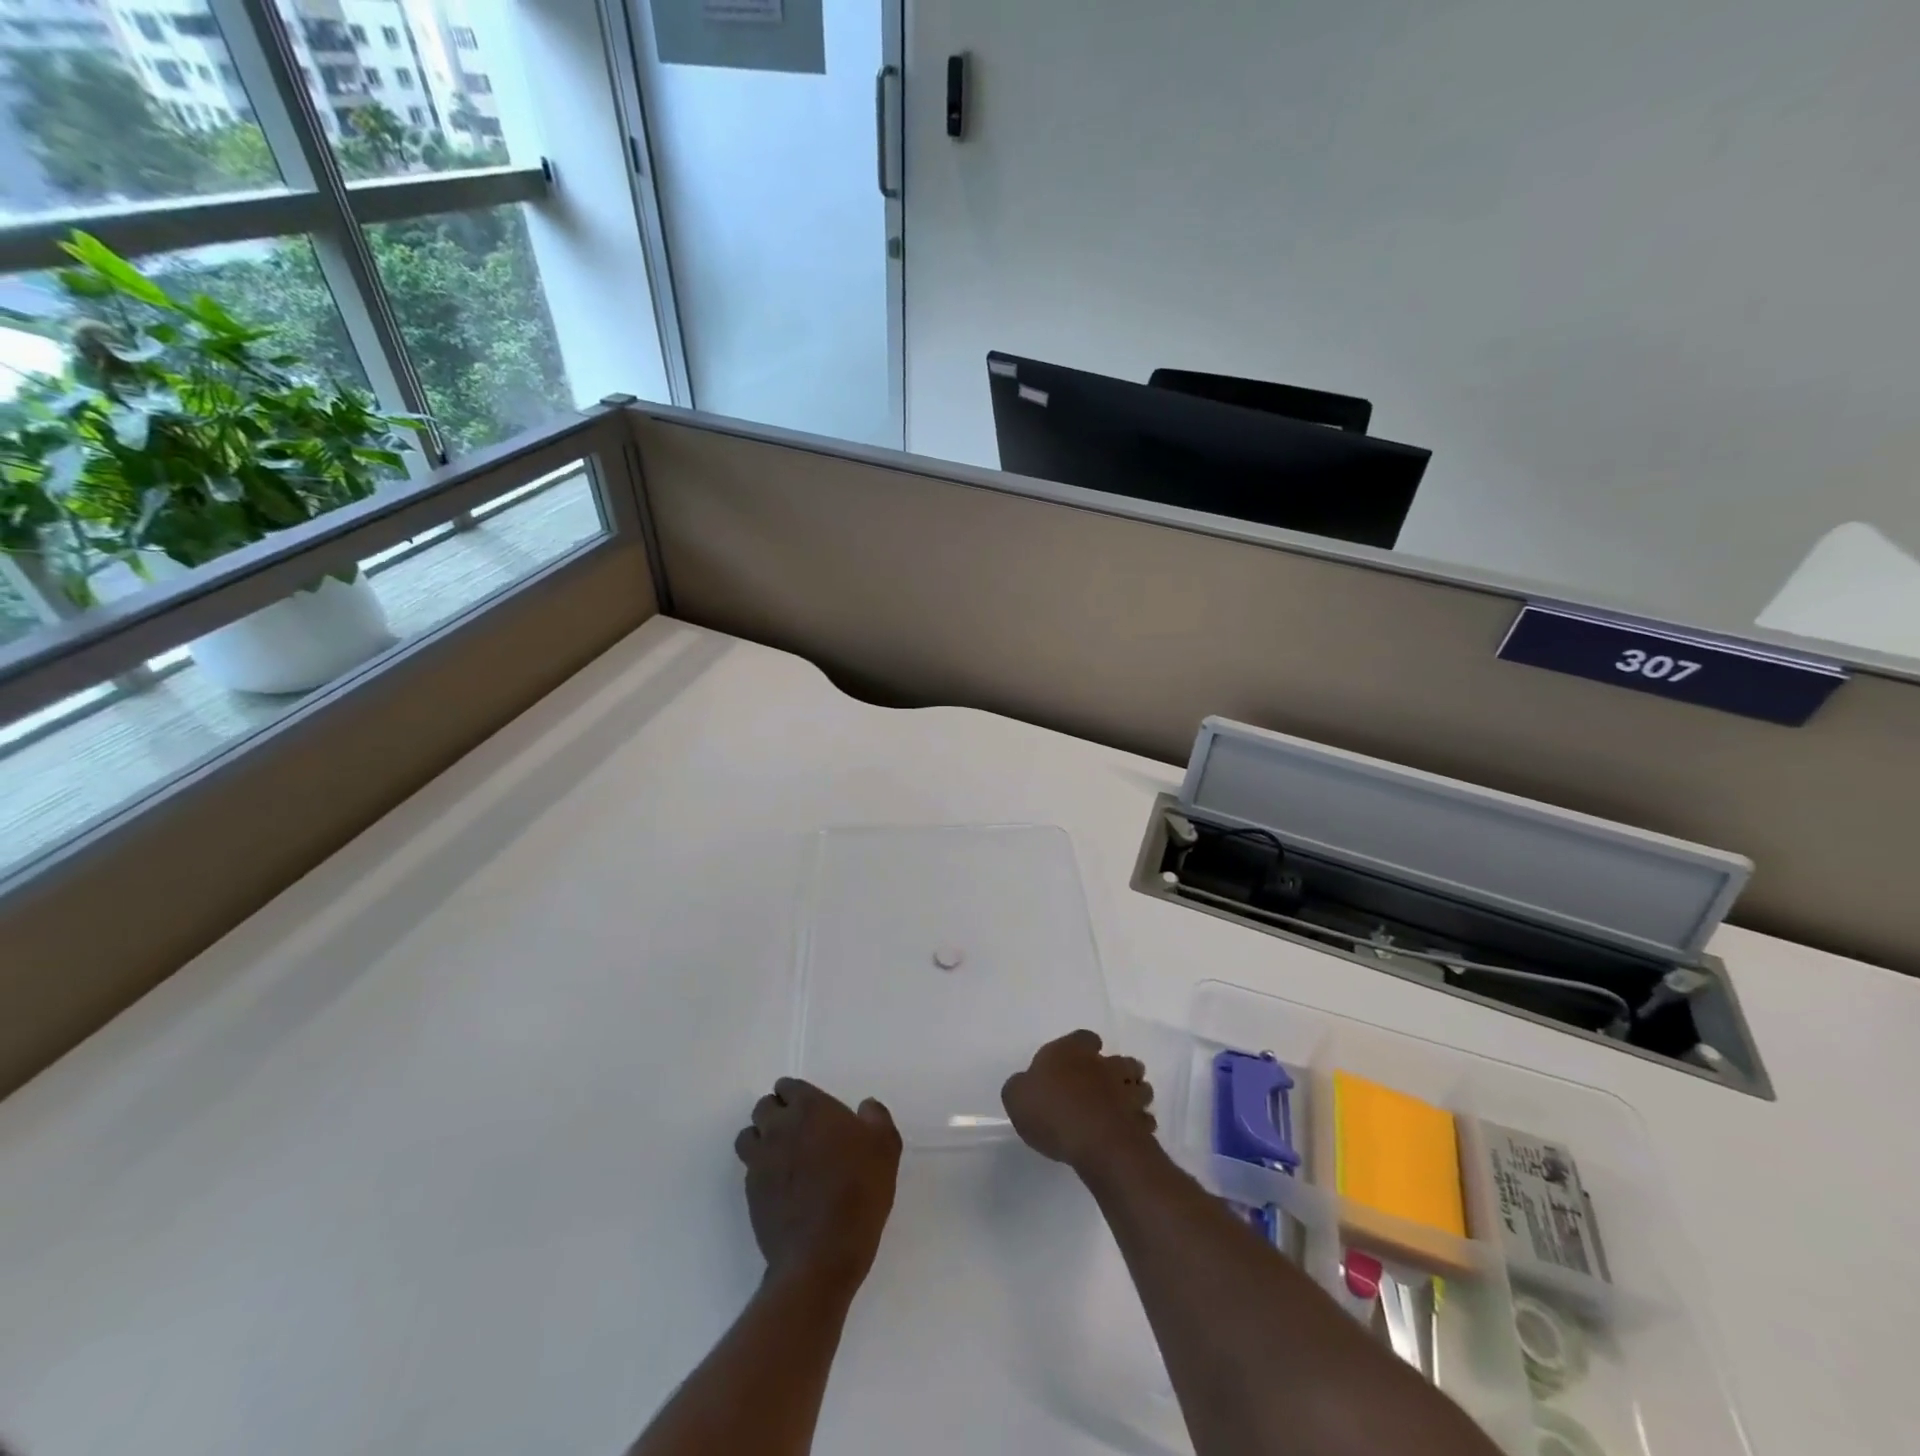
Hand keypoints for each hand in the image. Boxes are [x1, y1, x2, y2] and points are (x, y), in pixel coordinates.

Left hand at [734, 1078, 901, 1290]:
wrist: (823, 1254)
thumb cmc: (859, 1191)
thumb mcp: (886, 1147)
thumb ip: (876, 1117)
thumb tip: (865, 1107)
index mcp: (809, 1108)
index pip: (788, 1086)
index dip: (797, 1095)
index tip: (812, 1110)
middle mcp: (779, 1128)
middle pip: (763, 1107)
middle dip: (777, 1113)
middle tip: (798, 1131)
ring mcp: (760, 1161)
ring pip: (748, 1136)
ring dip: (761, 1139)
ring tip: (782, 1156)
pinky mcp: (750, 1193)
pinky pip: (749, 1169)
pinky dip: (760, 1170)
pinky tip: (781, 1186)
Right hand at [1001, 1029, 1155, 1174]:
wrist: (1094, 1141)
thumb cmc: (1051, 1111)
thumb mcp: (1016, 1096)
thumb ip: (1020, 1087)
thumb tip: (1025, 1085)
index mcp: (1072, 1052)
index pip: (1085, 1038)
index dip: (1084, 1047)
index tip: (1081, 1058)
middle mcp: (1103, 1066)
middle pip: (1120, 1061)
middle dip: (1119, 1070)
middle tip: (1109, 1084)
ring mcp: (1126, 1093)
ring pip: (1140, 1087)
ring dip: (1135, 1094)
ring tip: (1124, 1107)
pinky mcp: (1139, 1123)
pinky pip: (1144, 1120)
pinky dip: (1139, 1124)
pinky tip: (1129, 1132)